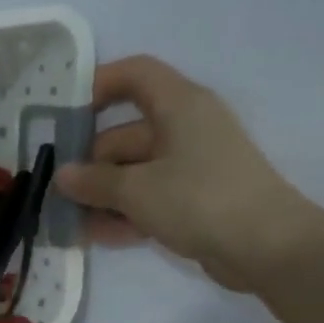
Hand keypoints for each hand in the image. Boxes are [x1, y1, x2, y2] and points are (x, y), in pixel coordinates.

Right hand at [53, 55, 316, 290]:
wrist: (268, 248)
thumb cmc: (200, 200)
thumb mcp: (135, 190)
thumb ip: (93, 181)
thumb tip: (62, 176)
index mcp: (178, 106)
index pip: (135, 74)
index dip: (97, 84)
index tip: (63, 114)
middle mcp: (184, 128)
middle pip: (123, 133)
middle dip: (88, 163)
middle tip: (54, 190)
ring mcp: (190, 165)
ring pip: (131, 171)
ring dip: (100, 195)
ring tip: (67, 221)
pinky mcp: (194, 198)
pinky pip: (147, 197)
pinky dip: (123, 212)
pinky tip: (97, 236)